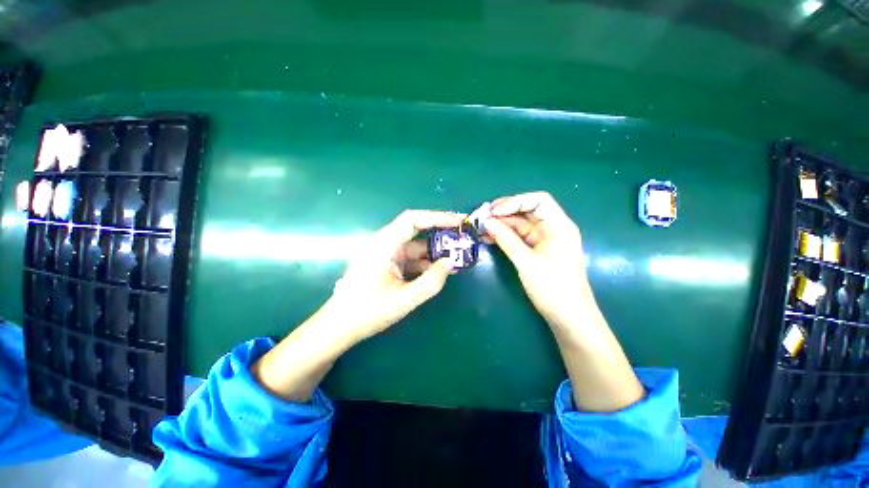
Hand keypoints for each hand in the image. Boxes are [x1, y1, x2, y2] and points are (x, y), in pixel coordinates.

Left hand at [321, 209, 463, 341]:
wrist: (339, 327)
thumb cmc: (368, 312)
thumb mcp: (405, 299)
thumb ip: (432, 281)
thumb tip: (451, 262)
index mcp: (384, 244)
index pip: (413, 219)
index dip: (438, 217)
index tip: (459, 221)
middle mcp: (384, 243)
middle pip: (416, 230)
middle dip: (440, 233)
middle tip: (463, 237)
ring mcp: (385, 254)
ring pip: (415, 245)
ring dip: (435, 251)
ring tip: (458, 255)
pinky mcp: (387, 264)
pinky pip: (410, 258)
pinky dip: (426, 262)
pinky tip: (442, 270)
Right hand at [483, 192, 590, 328]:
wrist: (568, 317)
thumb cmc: (552, 288)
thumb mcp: (526, 262)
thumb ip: (506, 240)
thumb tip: (486, 222)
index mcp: (559, 226)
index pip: (538, 201)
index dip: (515, 201)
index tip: (494, 210)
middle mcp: (553, 229)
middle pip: (527, 212)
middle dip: (504, 213)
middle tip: (483, 217)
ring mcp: (545, 240)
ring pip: (521, 225)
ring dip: (502, 225)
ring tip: (482, 228)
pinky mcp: (538, 251)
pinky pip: (519, 238)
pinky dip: (505, 237)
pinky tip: (490, 238)